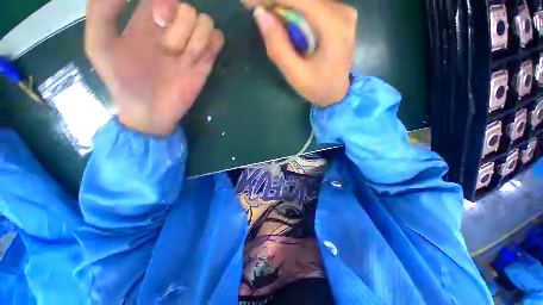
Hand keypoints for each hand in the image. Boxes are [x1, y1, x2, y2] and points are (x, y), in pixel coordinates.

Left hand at [85, 0, 223, 135]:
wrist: (150, 112)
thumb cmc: (124, 82)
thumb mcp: (100, 47)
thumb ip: (102, 12)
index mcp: (147, 21)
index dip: (166, 2)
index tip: (160, 20)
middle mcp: (172, 30)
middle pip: (189, 9)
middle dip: (180, 29)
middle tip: (169, 51)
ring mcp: (190, 46)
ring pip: (205, 23)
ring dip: (197, 40)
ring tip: (185, 59)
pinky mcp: (205, 62)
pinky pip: (218, 39)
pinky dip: (213, 43)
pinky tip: (202, 56)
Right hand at [245, 0, 356, 106]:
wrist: (338, 93)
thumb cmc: (318, 88)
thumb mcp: (295, 75)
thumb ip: (278, 46)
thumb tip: (260, 14)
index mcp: (333, 26)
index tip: (248, 3)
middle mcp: (341, 11)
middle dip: (275, 1)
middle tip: (256, 10)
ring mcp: (342, 11)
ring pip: (306, 0)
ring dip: (283, 5)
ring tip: (268, 18)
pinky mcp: (338, 15)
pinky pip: (311, 5)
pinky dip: (294, 9)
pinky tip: (283, 21)